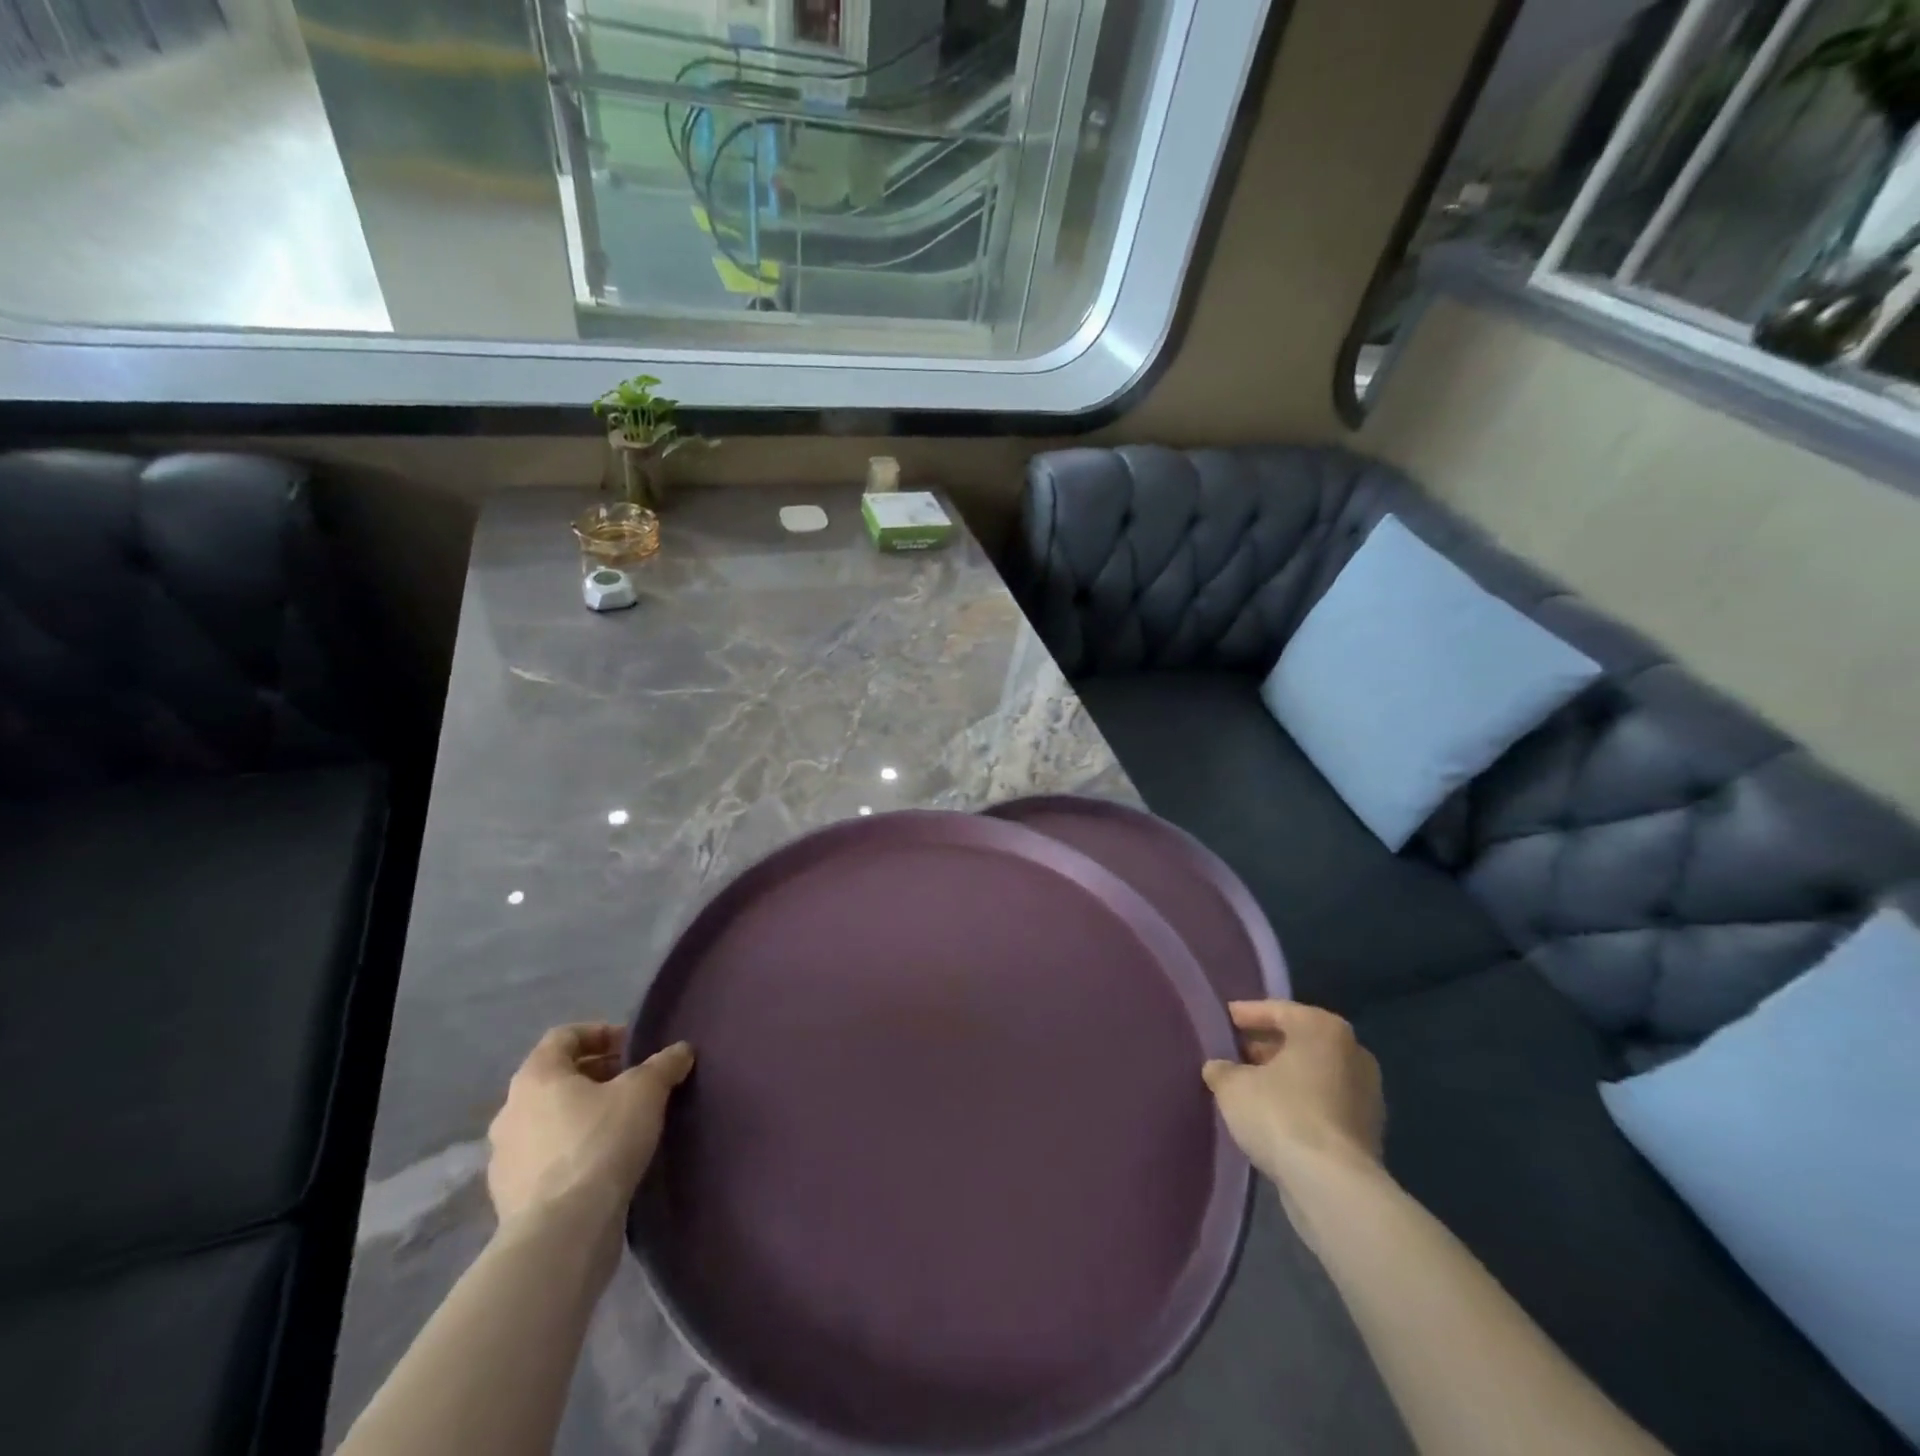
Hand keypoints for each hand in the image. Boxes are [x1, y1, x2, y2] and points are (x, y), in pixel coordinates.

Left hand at [486, 1024, 694, 1229]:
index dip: (601, 1033)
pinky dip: (571, 1150)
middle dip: (596, 1075)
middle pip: (555, 1078)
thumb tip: (681, 1051)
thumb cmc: (600, 1143)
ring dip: (582, 1114)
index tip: (632, 1047)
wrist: (561, 1233)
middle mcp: (510, 1110)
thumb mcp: (646, 1092)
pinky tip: (602, 1163)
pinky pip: (544, 1157)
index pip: (564, 1036)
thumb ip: (664, 1065)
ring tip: (621, 1124)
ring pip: (548, 1119)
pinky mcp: (509, 1197)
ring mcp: (504, 1157)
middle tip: (633, 1083)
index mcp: (536, 1077)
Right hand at [1202, 1000, 1383, 1188]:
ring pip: (1314, 1073)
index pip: (1277, 1010)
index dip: (1246, 1015)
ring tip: (1248, 1086)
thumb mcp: (1233, 1085)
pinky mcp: (1368, 1130)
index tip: (1224, 1019)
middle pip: (1299, 1041)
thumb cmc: (1281, 1114)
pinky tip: (1272, 1115)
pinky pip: (1324, 1102)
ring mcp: (1366, 1093)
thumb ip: (1222, 1069)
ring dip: (1283, 1077)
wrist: (1333, 1186)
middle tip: (1234, 1053)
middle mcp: (1352, 1052)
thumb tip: (1218, 1068)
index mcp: (1323, 1028)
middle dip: (1266, 1046)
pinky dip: (1300, 1102)